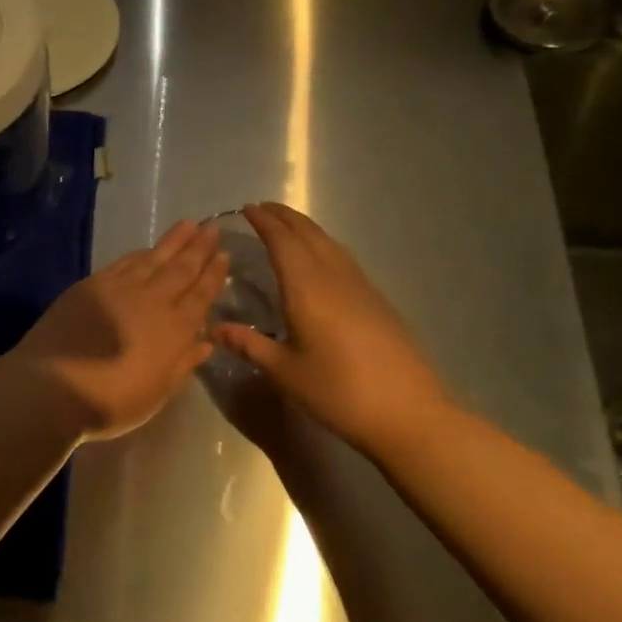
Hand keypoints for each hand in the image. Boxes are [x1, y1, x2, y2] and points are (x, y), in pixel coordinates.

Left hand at [6, 220, 227, 440]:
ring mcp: (121, 289)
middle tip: (213, 229)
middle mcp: (153, 301)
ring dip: (173, 242)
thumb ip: (183, 364)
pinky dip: (140, 253)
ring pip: (154, 259)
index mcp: (175, 329)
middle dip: (199, 249)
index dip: (214, 275)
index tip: (224, 255)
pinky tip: (147, 249)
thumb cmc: (112, 401)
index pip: (201, 295)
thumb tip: (206, 342)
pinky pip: (125, 262)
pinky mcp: (93, 285)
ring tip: (189, 225)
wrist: (54, 385)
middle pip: (181, 270)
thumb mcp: (157, 393)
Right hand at [212, 203, 452, 451]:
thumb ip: (249, 345)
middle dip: (284, 217)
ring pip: (329, 243)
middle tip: (262, 209)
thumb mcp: (285, 371)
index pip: (281, 242)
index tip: (246, 209)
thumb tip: (214, 328)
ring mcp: (360, 286)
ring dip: (305, 228)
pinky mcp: (377, 299)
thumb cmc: (337, 391)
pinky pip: (342, 258)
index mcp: (306, 288)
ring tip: (287, 226)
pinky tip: (320, 259)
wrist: (407, 412)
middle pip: (308, 233)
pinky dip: (323, 245)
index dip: (263, 222)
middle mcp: (333, 276)